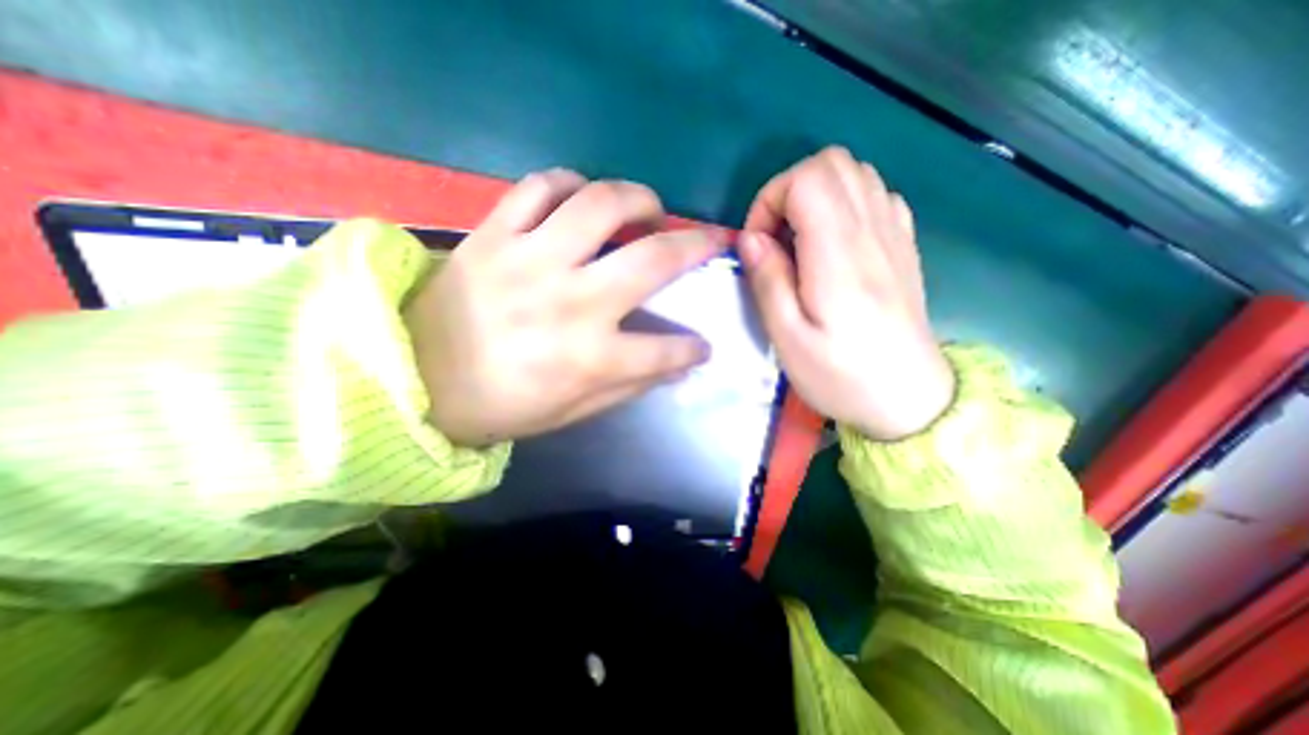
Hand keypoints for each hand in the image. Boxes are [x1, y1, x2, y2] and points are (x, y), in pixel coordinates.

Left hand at [405, 170, 719, 446]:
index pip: (665, 350)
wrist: (413, 378)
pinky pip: (538, 187)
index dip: (693, 349)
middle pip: (652, 260)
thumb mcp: (572, 411)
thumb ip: (629, 386)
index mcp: (589, 357)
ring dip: (639, 198)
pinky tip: (581, 197)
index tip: (703, 345)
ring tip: (649, 207)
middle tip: (709, 240)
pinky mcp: (493, 235)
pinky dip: (569, 183)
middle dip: (696, 246)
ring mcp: (530, 261)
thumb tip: (677, 367)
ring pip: (600, 204)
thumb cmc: (500, 405)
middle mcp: (570, 302)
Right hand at [739, 145, 958, 439]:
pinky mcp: (903, 245)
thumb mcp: (789, 339)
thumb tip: (750, 238)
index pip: (806, 179)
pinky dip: (844, 204)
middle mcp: (873, 230)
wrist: (910, 399)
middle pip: (832, 163)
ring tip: (800, 243)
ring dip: (815, 196)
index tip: (758, 244)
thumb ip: (768, 281)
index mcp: (840, 254)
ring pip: (855, 173)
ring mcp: (895, 234)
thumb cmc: (842, 375)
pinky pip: (876, 195)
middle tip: (775, 239)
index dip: (770, 200)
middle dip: (789, 191)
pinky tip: (833, 244)